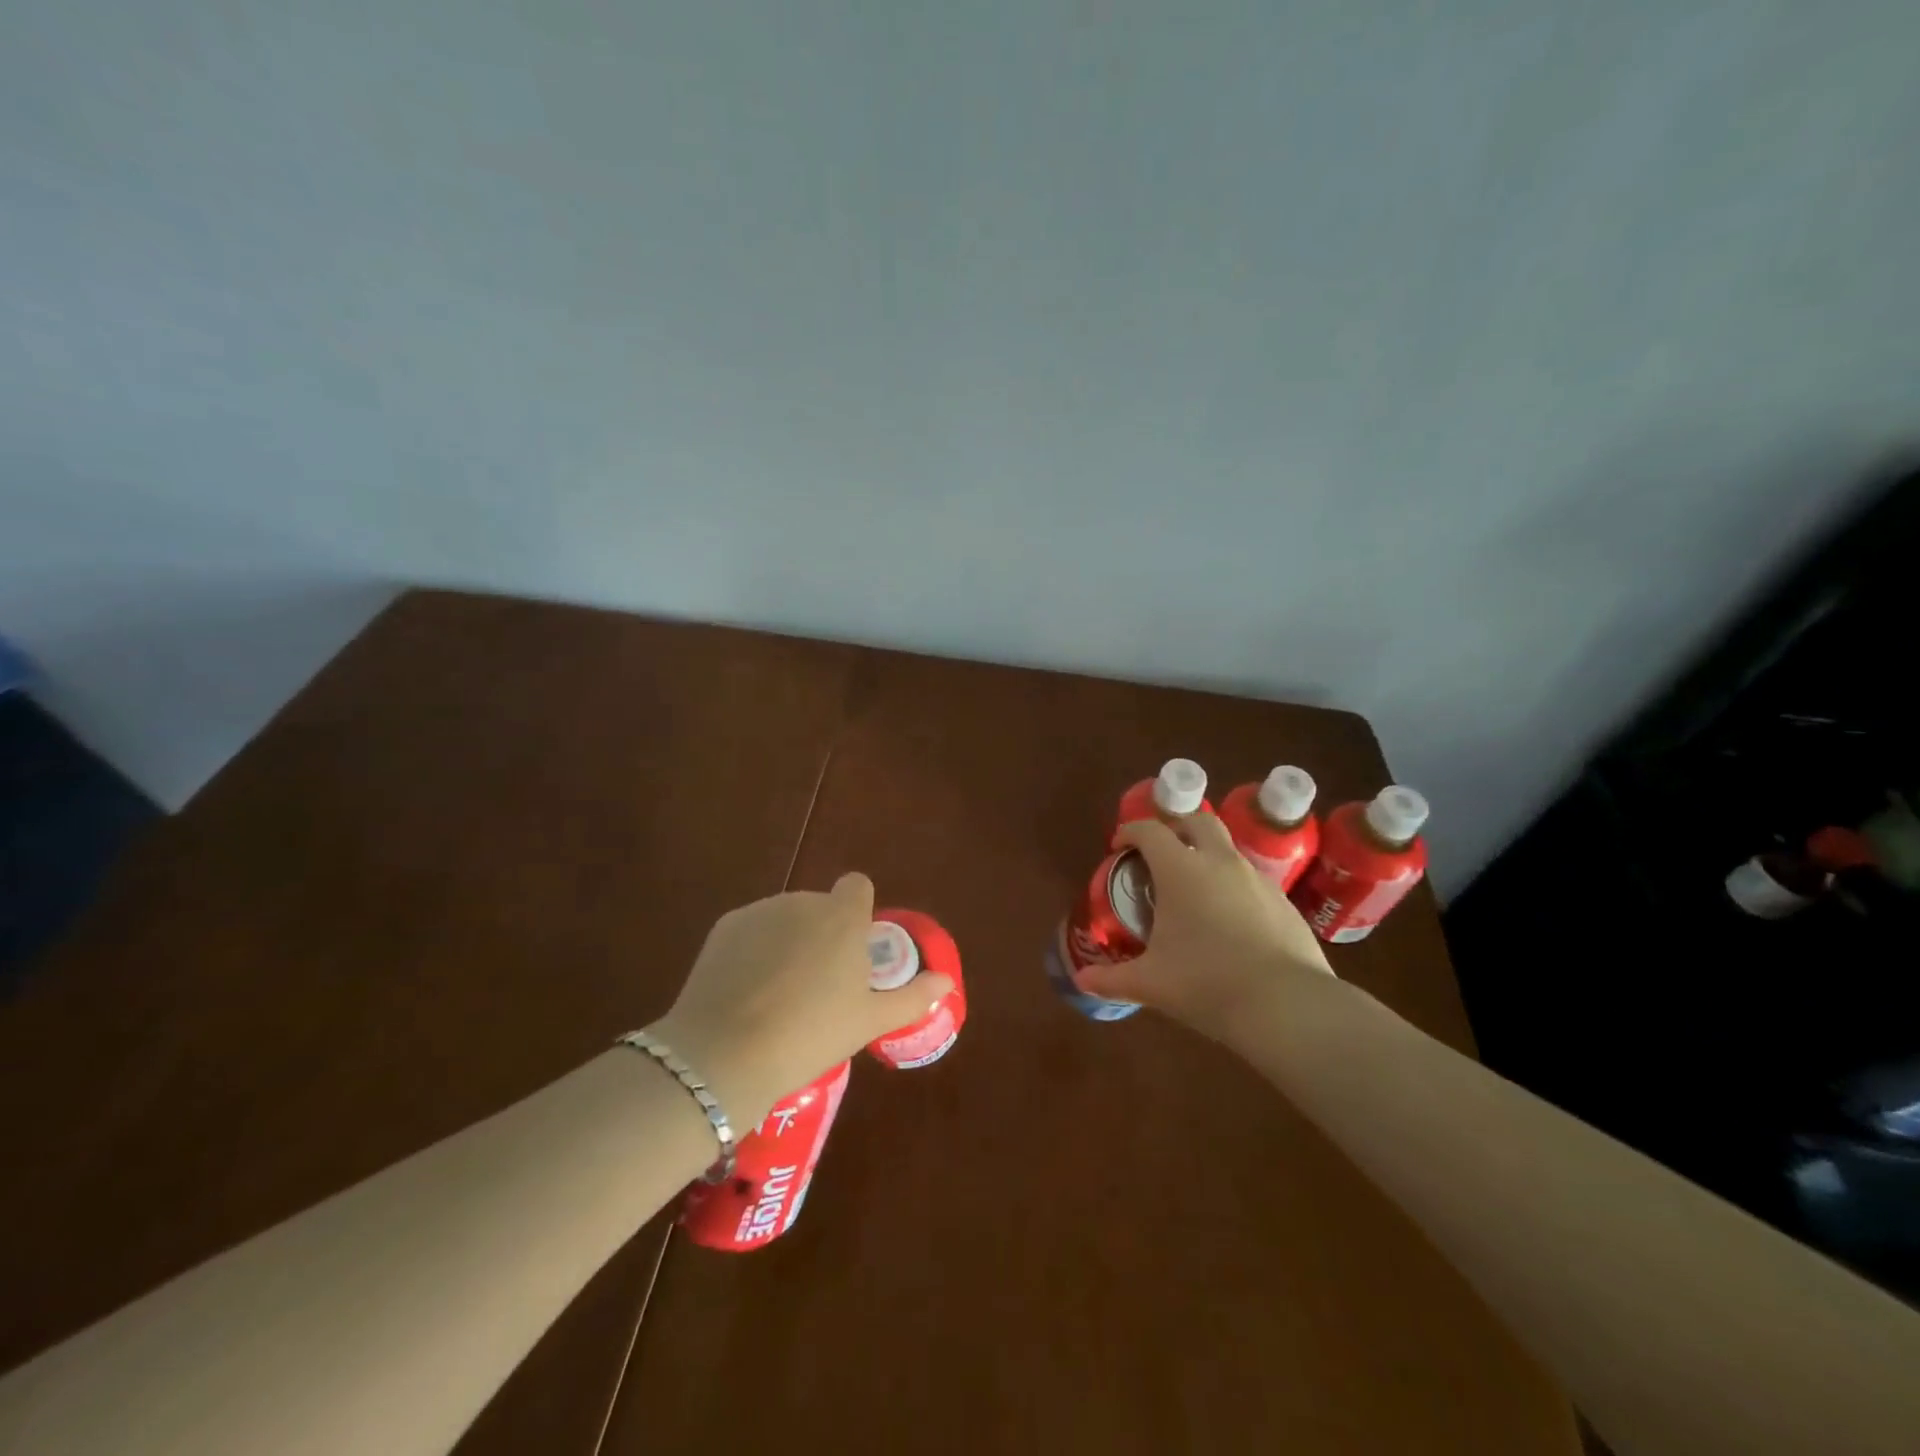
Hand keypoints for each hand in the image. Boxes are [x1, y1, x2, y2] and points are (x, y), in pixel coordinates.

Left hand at [648, 873, 953, 1126]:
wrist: (725, 1054)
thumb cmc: (810, 1035)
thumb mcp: (869, 1022)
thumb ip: (912, 997)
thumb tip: (946, 981)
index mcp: (843, 917)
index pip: (857, 886)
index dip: (858, 912)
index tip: (854, 949)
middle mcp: (803, 902)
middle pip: (821, 906)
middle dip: (823, 933)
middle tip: (819, 985)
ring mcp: (760, 911)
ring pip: (785, 917)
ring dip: (789, 940)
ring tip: (779, 994)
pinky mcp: (725, 926)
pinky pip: (752, 929)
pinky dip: (755, 949)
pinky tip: (747, 991)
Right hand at [1075, 814, 1331, 1043]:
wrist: (1287, 1006)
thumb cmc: (1207, 983)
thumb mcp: (1151, 984)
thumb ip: (1112, 979)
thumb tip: (1082, 981)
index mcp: (1181, 870)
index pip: (1150, 830)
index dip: (1130, 832)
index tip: (1119, 847)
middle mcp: (1220, 862)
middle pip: (1198, 820)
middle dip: (1176, 828)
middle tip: (1160, 855)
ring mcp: (1258, 880)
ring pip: (1228, 850)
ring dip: (1207, 857)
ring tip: (1194, 892)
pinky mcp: (1285, 903)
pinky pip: (1252, 881)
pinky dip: (1233, 887)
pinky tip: (1229, 922)